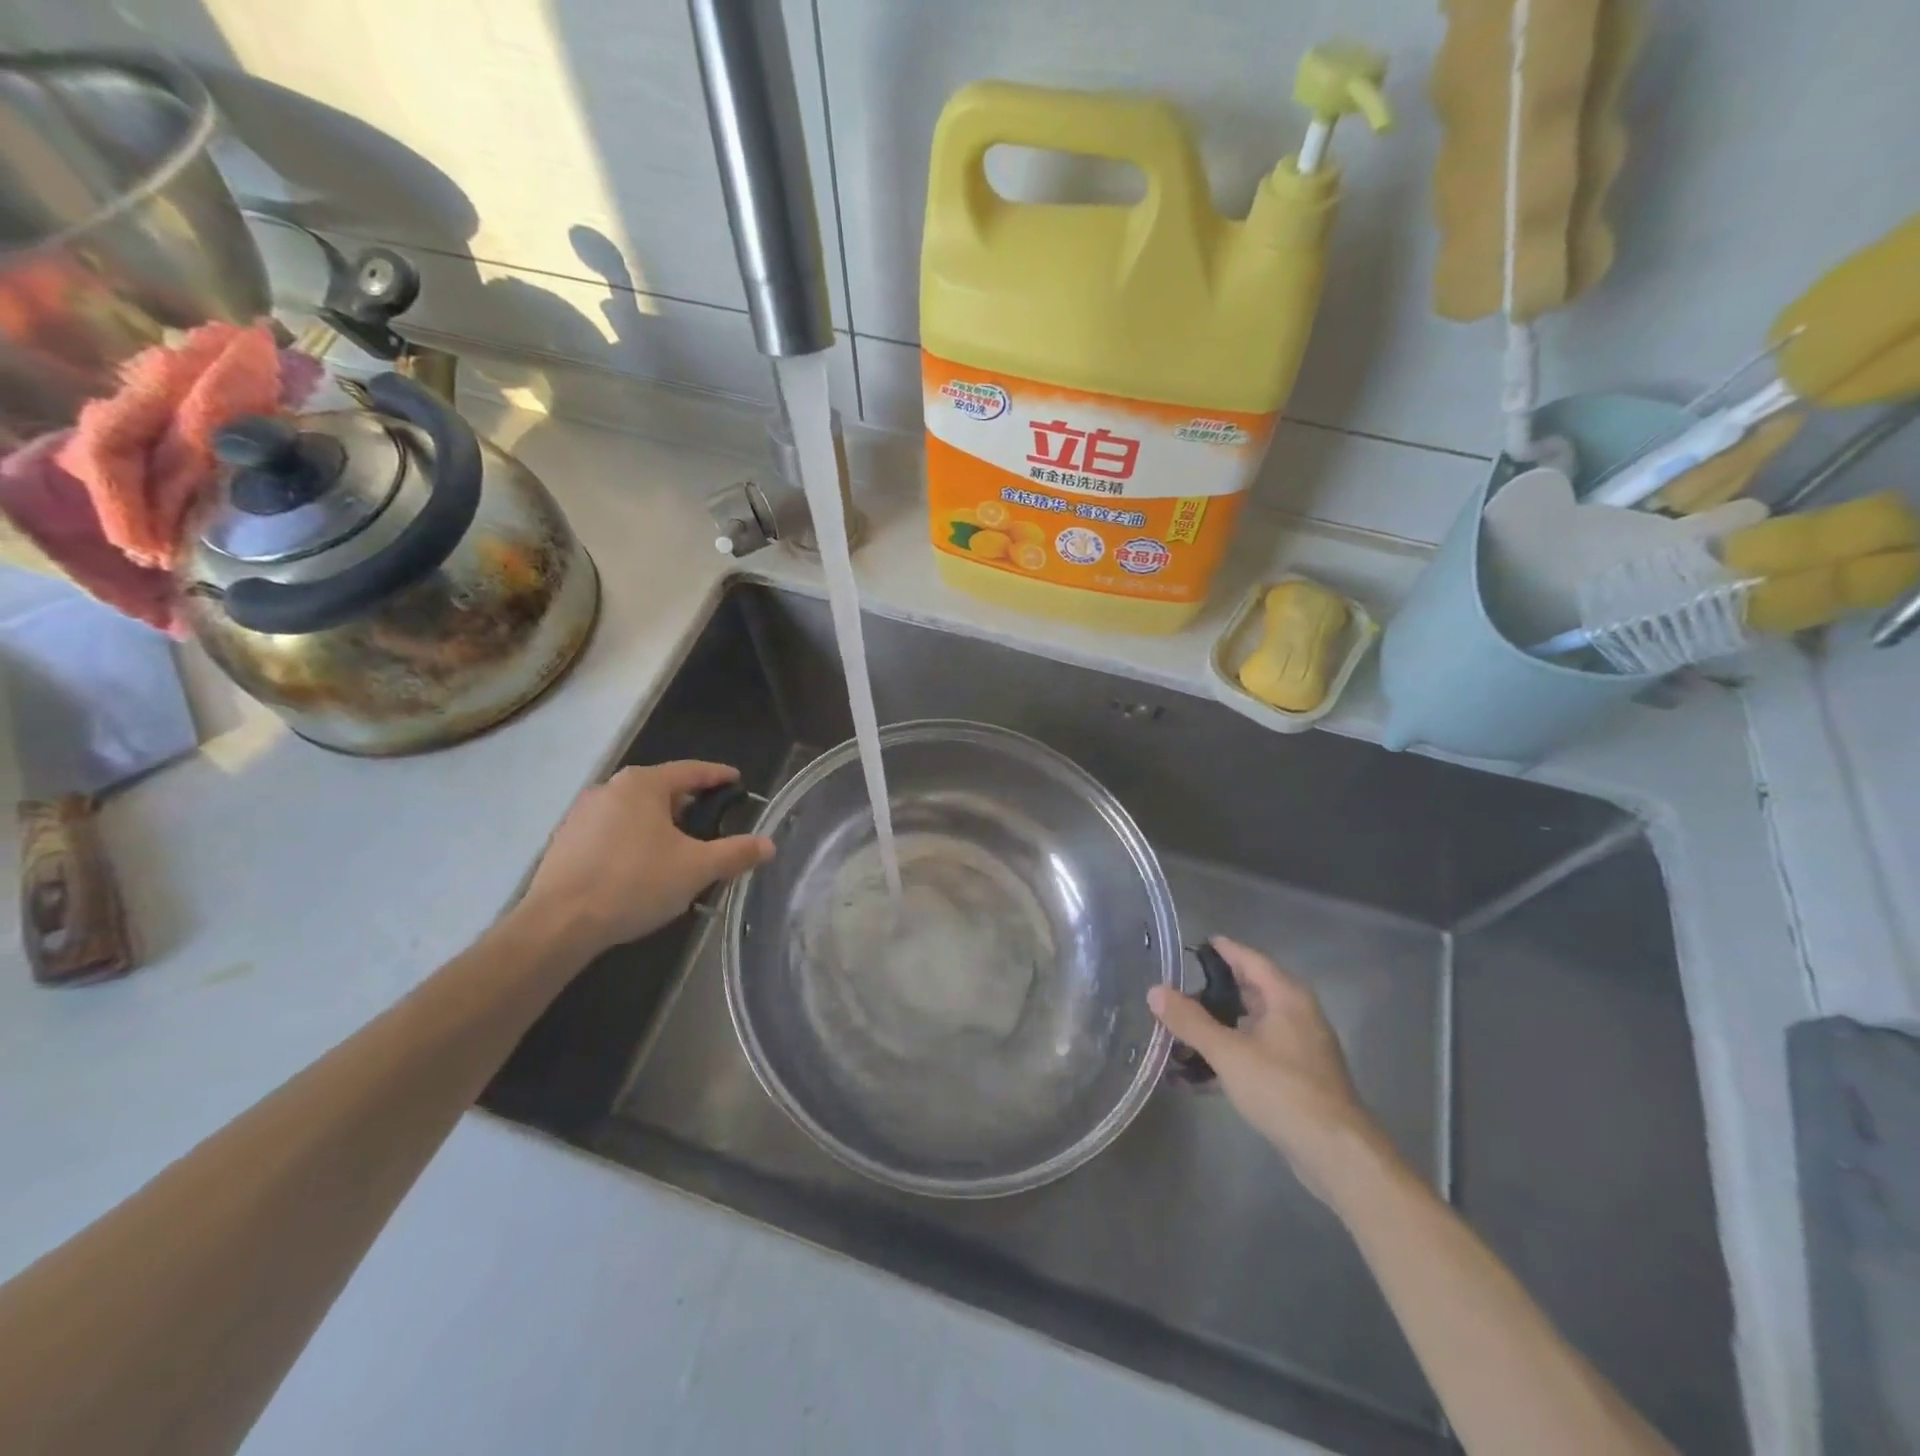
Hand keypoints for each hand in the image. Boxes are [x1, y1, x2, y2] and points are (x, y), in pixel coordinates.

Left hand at [520, 761, 773, 958]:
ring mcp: (581, 814)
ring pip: (634, 810)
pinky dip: (633, 839)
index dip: (717, 776)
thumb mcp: (696, 869)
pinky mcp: (565, 841)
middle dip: (687, 804)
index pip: (690, 771)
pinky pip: (611, 830)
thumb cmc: (634, 884)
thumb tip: (769, 845)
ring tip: (678, 849)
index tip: (736, 780)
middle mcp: (609, 788)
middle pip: (660, 789)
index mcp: (643, 784)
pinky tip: (641, 867)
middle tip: (711, 823)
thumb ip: (735, 853)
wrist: (559, 924)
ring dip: (658, 824)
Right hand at [1148, 936, 1385, 1200]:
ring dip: (1216, 1030)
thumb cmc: (1282, 1088)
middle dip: (1211, 993)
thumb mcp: (1228, 1052)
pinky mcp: (1295, 1078)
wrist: (1335, 1153)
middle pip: (1248, 992)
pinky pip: (1254, 1055)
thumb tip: (1155, 991)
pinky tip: (1196, 1076)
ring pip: (1249, 1027)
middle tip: (1175, 992)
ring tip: (1178, 1034)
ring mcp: (1298, 1048)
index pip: (1249, 959)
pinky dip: (1228, 1057)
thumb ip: (1190, 1021)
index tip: (1194, 945)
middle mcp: (1296, 1014)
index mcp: (1286, 997)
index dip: (1222, 950)